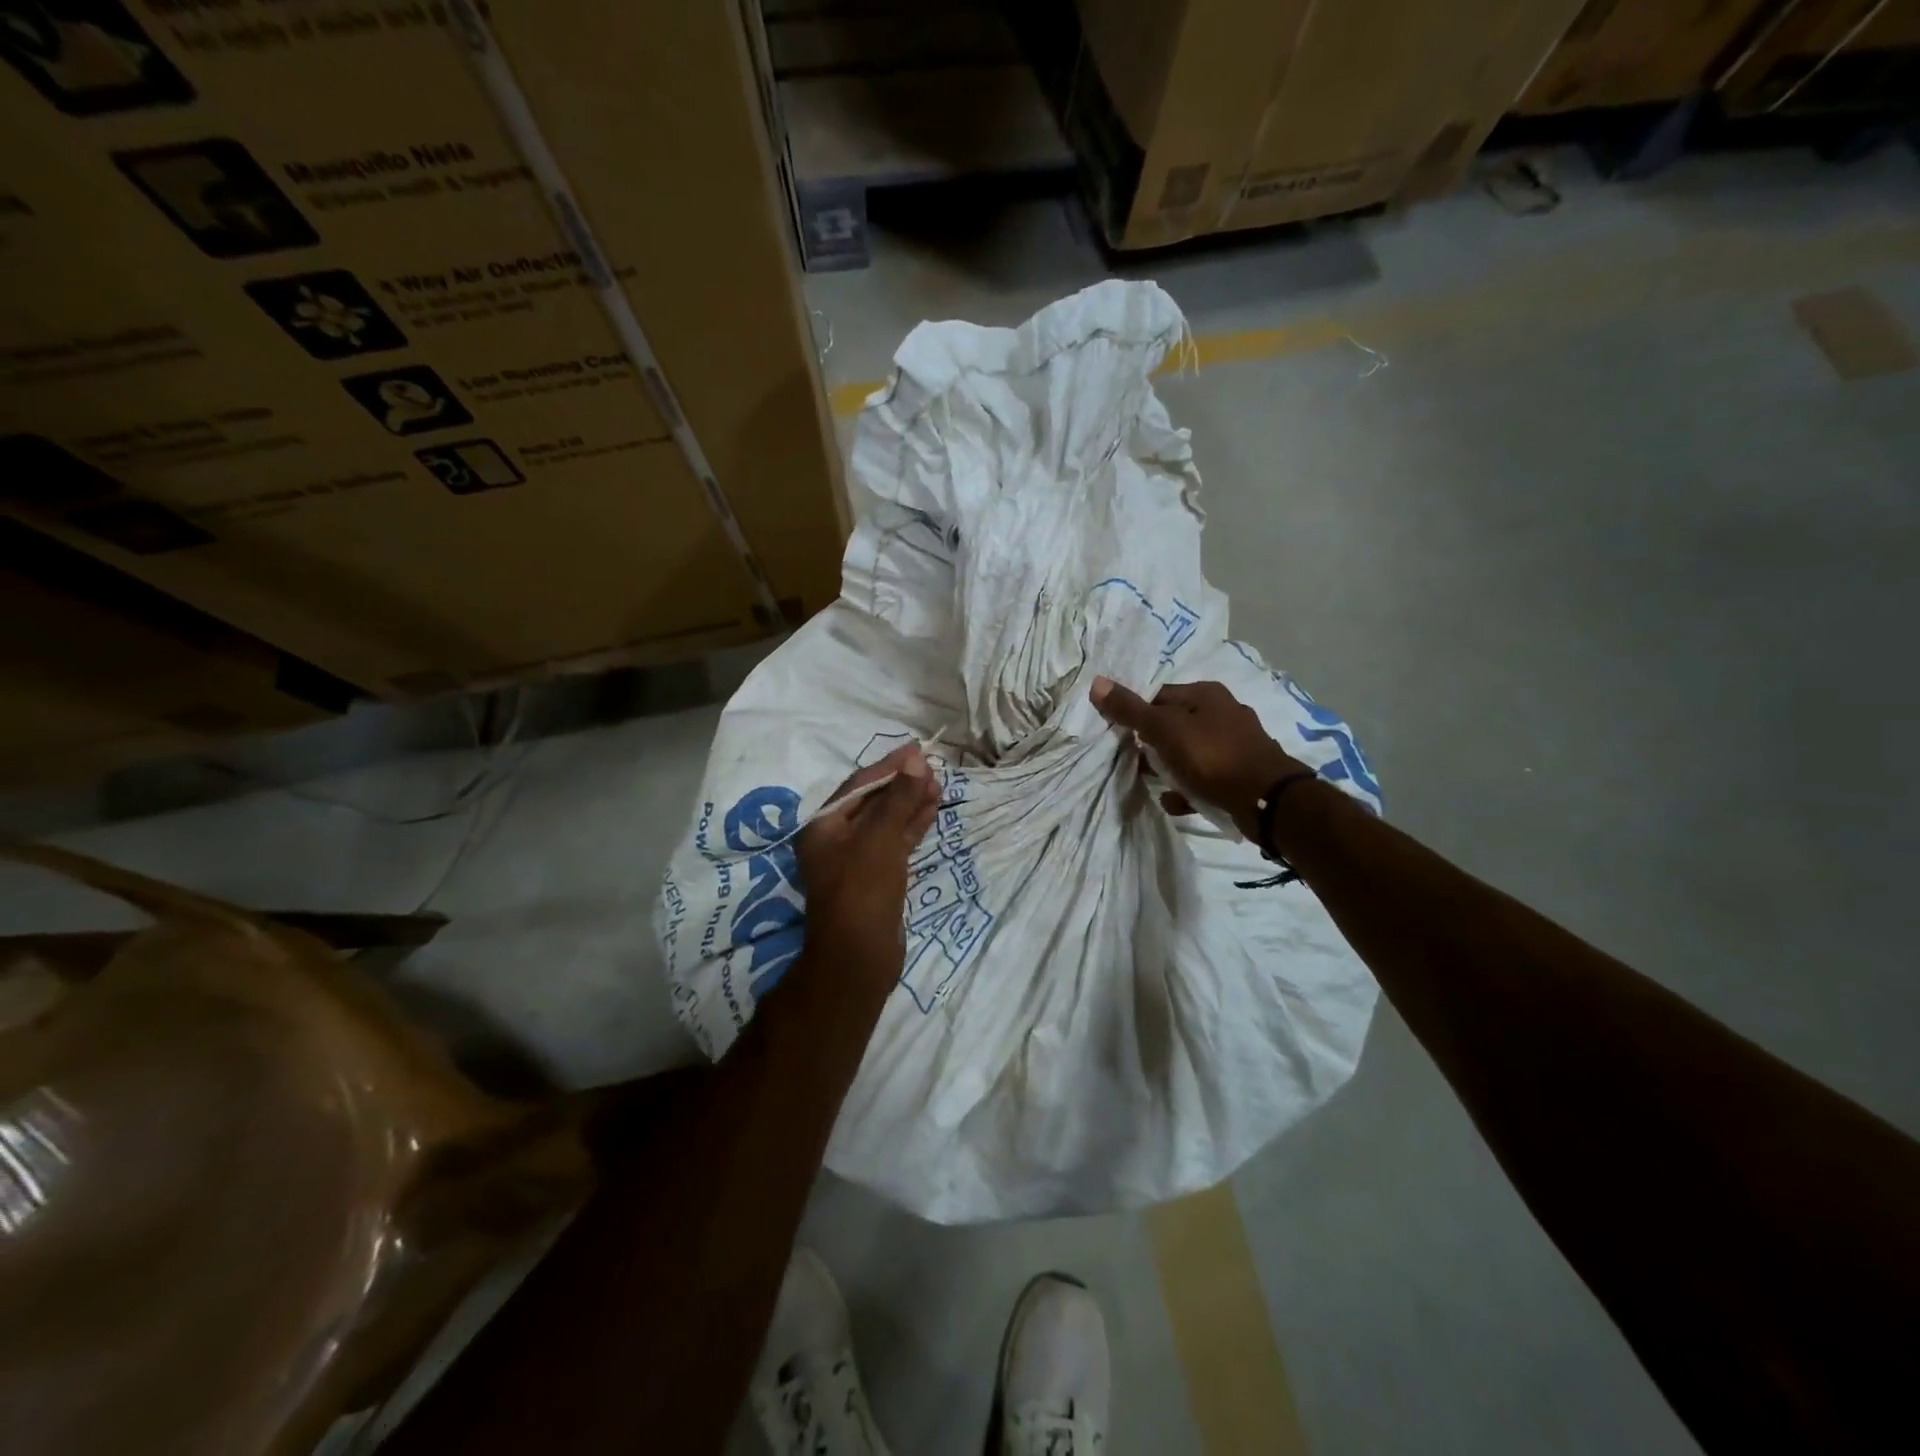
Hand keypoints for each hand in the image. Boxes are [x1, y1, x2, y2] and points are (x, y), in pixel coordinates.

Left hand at [796, 743, 941, 984]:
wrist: (858, 960)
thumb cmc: (862, 893)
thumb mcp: (879, 840)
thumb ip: (898, 799)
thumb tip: (916, 761)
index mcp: (823, 827)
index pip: (858, 785)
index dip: (889, 765)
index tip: (917, 748)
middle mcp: (835, 840)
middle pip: (872, 802)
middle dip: (902, 784)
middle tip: (933, 767)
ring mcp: (857, 860)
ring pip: (886, 822)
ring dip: (910, 803)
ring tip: (939, 784)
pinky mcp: (877, 878)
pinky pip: (895, 842)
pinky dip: (912, 826)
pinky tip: (932, 810)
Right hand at [1091, 676, 1303, 840]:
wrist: (1266, 800)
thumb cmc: (1211, 756)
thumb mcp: (1164, 730)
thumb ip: (1130, 710)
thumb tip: (1096, 682)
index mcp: (1205, 694)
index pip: (1158, 696)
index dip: (1136, 715)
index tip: (1121, 736)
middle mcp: (1223, 713)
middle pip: (1173, 725)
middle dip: (1151, 746)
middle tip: (1136, 763)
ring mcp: (1234, 744)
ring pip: (1188, 754)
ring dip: (1169, 770)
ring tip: (1154, 785)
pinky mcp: (1240, 773)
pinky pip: (1204, 778)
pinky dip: (1188, 789)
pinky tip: (1177, 803)